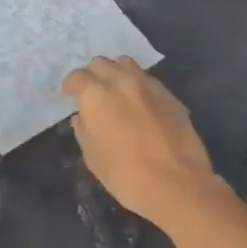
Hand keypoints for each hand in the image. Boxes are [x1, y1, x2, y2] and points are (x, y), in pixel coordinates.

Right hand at [62, 57, 227, 232]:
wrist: (177, 184)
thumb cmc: (125, 173)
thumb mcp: (92, 156)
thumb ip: (83, 130)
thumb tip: (83, 117)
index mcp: (95, 94)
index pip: (76, 77)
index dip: (70, 86)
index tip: (70, 97)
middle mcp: (120, 81)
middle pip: (101, 63)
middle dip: (92, 75)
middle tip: (92, 93)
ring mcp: (147, 85)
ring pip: (126, 64)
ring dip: (116, 72)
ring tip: (116, 91)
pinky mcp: (169, 95)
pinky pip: (147, 79)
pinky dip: (138, 85)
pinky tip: (140, 103)